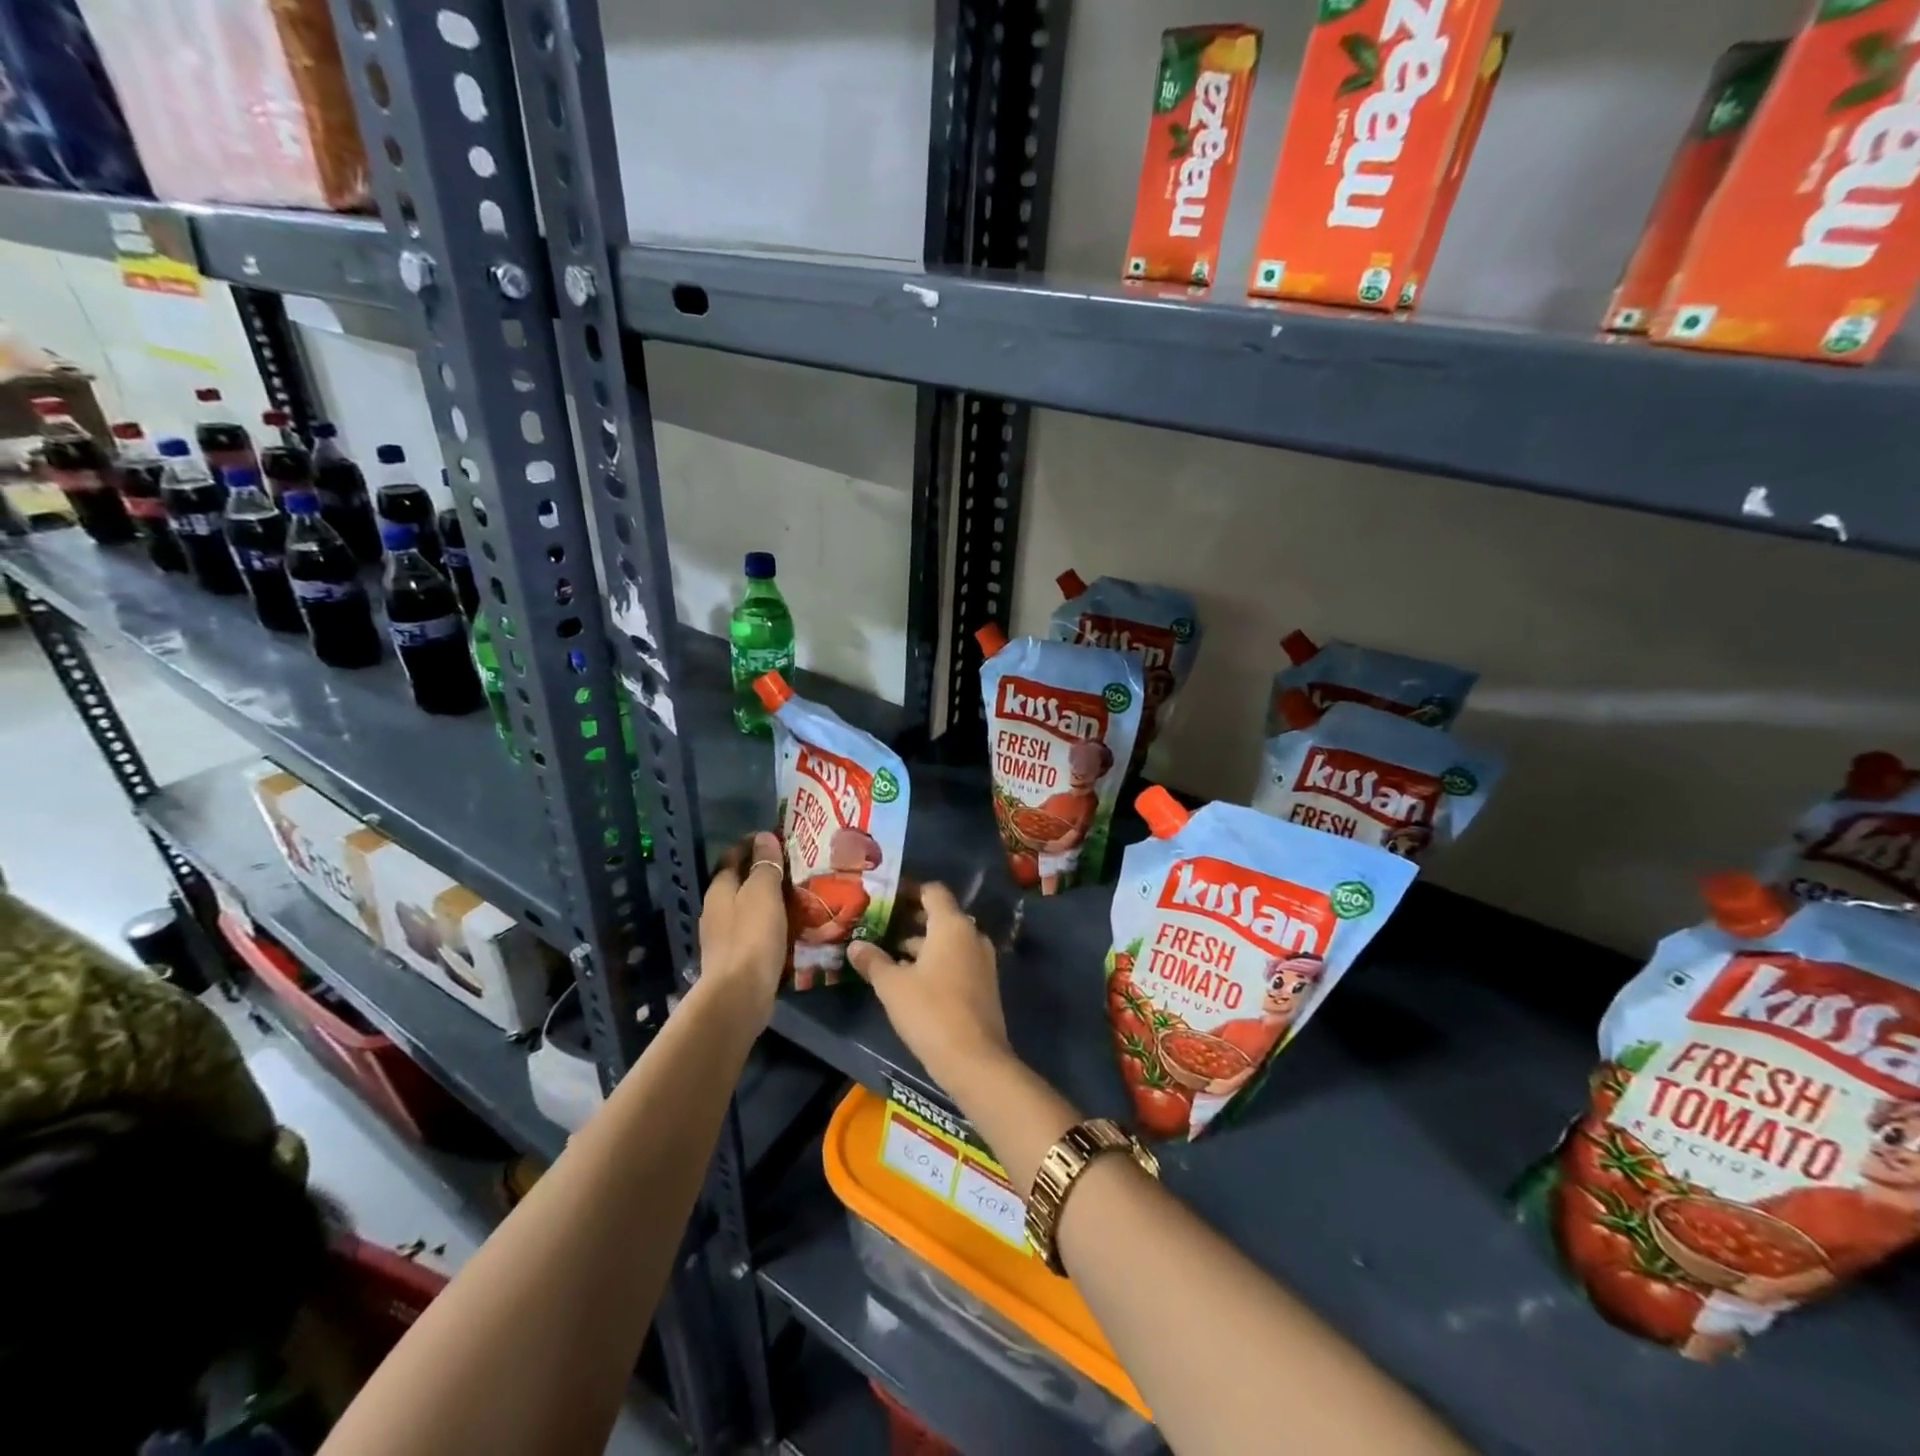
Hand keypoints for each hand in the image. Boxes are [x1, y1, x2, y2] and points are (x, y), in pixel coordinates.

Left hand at [698, 831, 787, 1019]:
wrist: (739, 994)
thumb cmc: (751, 936)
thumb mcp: (763, 892)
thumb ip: (765, 864)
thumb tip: (764, 837)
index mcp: (719, 888)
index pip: (733, 855)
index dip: (753, 844)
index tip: (778, 838)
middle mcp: (716, 909)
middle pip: (739, 881)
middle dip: (762, 871)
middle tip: (794, 866)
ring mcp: (723, 935)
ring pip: (747, 906)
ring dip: (767, 898)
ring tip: (797, 894)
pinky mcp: (735, 957)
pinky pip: (753, 929)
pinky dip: (769, 921)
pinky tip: (788, 925)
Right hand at [847, 883, 1010, 1091]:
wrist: (975, 1060)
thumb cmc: (931, 1012)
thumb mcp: (892, 986)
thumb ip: (873, 961)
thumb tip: (854, 945)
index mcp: (952, 925)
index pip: (932, 891)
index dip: (908, 891)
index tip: (885, 898)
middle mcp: (972, 935)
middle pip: (941, 915)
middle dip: (911, 920)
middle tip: (880, 925)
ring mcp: (982, 960)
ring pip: (948, 941)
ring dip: (922, 944)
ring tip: (888, 954)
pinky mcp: (984, 984)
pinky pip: (957, 960)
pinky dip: (935, 961)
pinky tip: (911, 979)